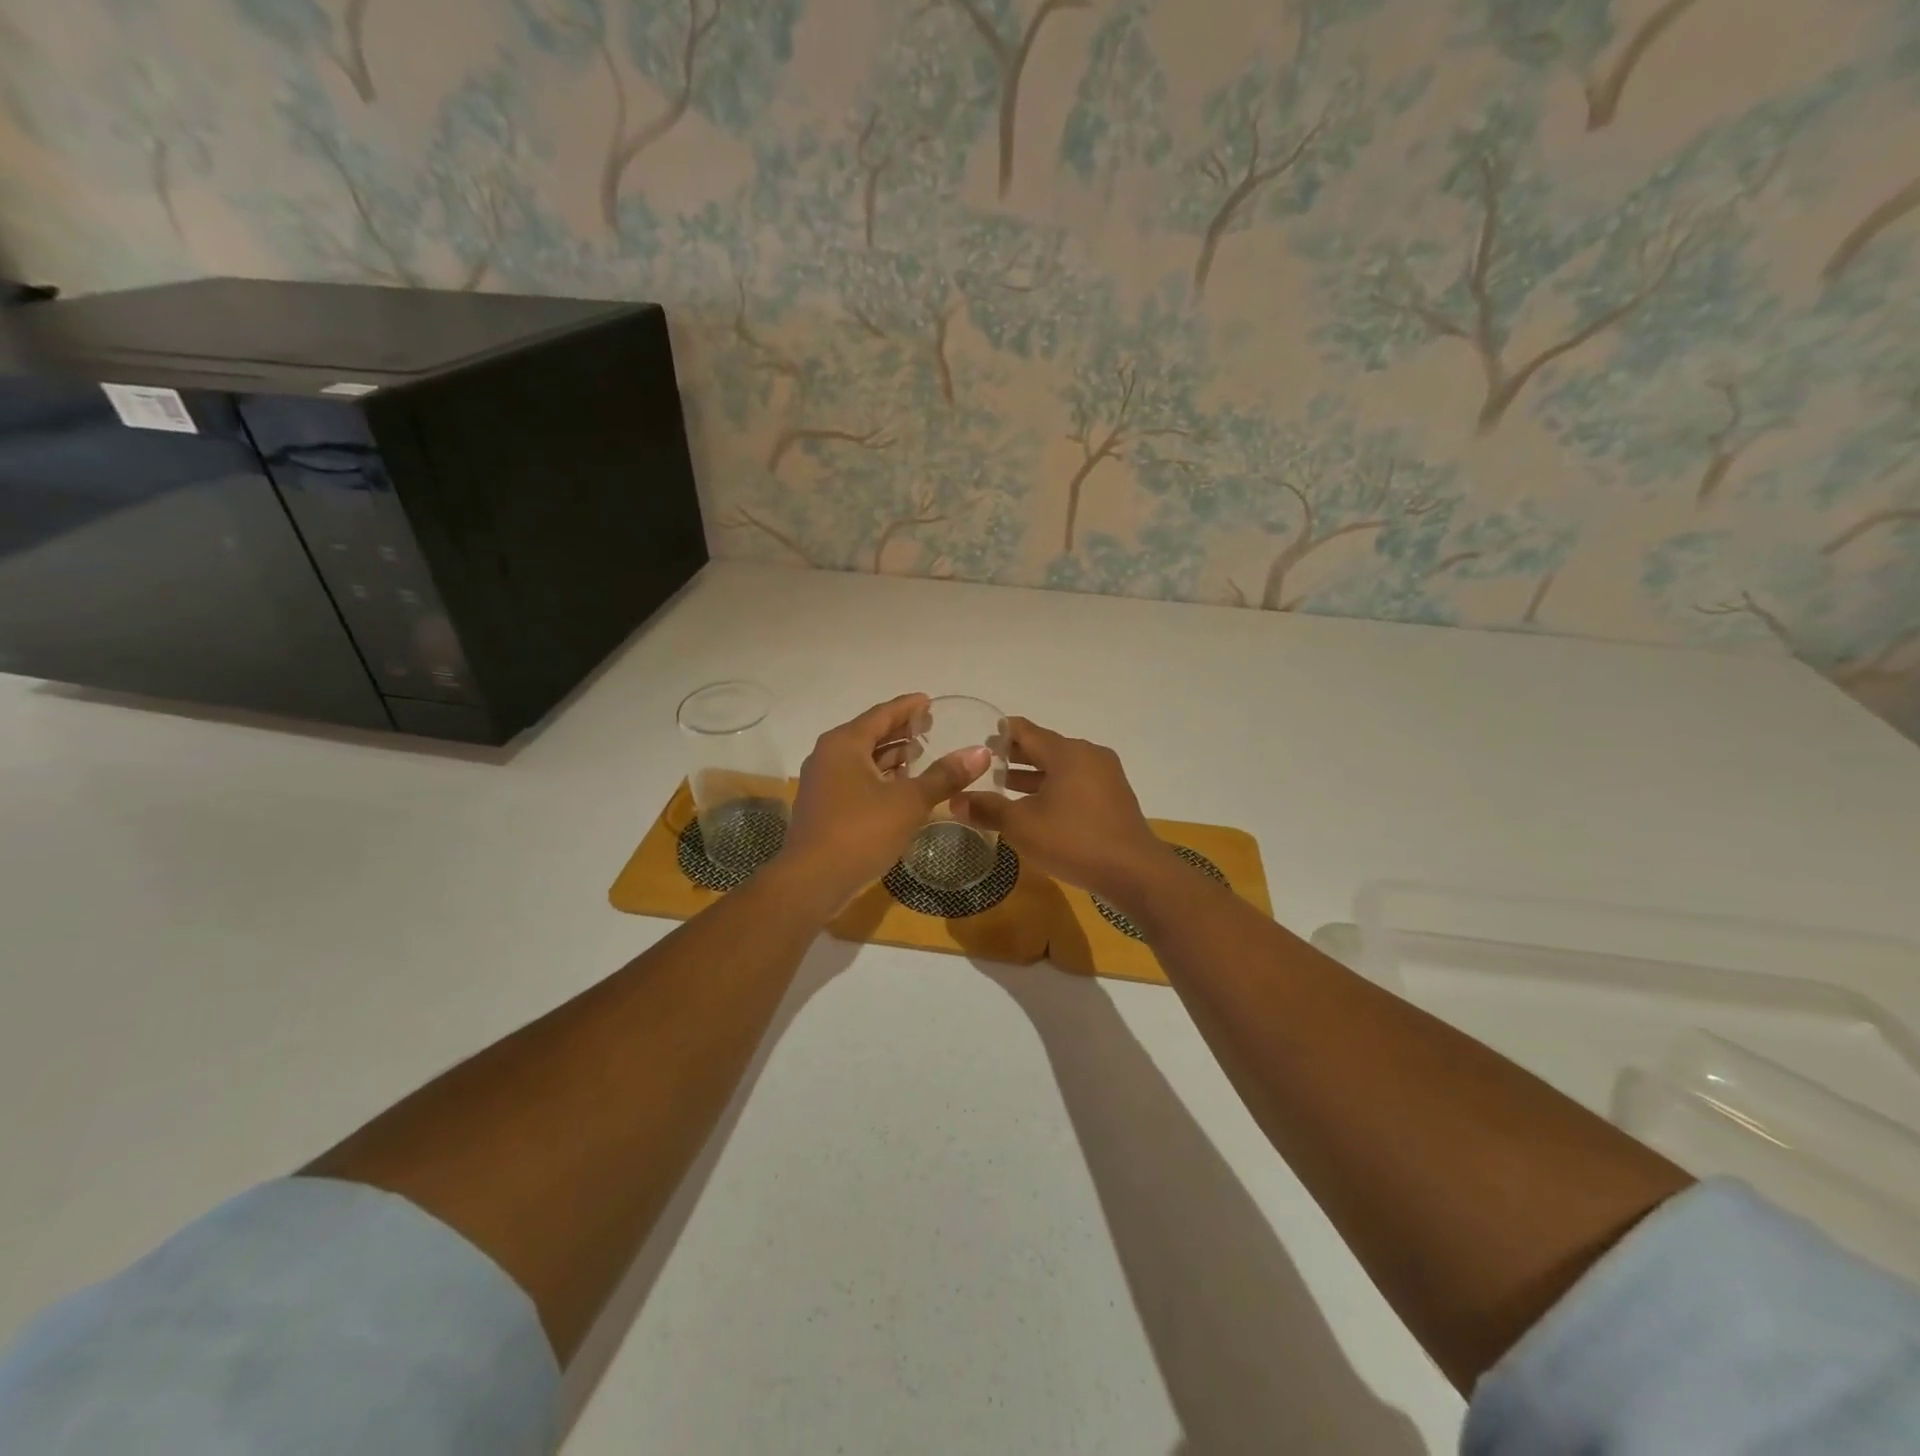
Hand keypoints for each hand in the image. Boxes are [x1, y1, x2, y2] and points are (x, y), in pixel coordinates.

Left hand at [774, 693, 989, 914]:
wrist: (812, 880)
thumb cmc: (861, 831)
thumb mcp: (909, 802)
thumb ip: (944, 775)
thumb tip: (980, 751)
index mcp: (845, 743)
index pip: (882, 714)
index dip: (908, 706)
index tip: (929, 701)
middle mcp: (829, 755)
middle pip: (870, 734)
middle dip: (900, 731)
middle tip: (930, 727)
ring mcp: (823, 782)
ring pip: (862, 759)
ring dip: (890, 756)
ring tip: (921, 754)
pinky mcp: (824, 806)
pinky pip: (856, 779)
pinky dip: (880, 777)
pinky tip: (901, 787)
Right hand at [959, 717, 1171, 904]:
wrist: (1134, 872)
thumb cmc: (1074, 841)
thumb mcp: (1022, 826)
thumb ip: (987, 809)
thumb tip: (954, 800)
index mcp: (1066, 752)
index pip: (1025, 730)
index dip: (999, 733)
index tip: (976, 740)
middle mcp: (1088, 754)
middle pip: (1044, 747)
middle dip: (1014, 756)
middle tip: (984, 766)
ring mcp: (1106, 775)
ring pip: (1061, 766)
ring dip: (1034, 775)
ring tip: (1004, 787)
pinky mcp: (1114, 797)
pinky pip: (1076, 782)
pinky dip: (1054, 787)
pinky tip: (1038, 807)